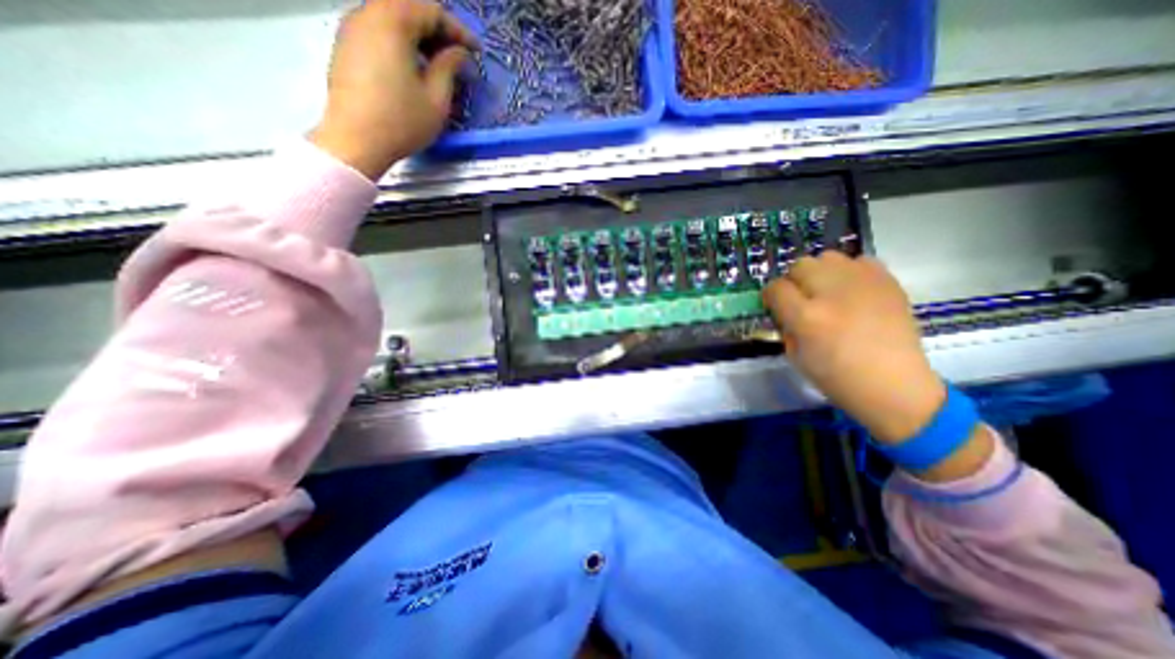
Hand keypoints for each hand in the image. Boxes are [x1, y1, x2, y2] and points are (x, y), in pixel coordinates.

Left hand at [313, 1, 481, 179]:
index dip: (459, 30)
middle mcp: (367, 14)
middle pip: (408, 7)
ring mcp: (351, 28)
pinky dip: (400, 42)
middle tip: (458, 56)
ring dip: (418, 35)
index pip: (431, 10)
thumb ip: (449, 68)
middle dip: (437, 30)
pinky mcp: (346, 46)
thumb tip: (458, 54)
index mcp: (392, 22)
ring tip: (438, 63)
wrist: (356, 140)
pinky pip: (378, 31)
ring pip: (391, 18)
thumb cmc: (401, 121)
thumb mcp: (436, 99)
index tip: (476, 52)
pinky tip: (413, 67)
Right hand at [763, 249, 941, 441]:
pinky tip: (852, 290)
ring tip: (827, 292)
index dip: (771, 296)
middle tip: (801, 299)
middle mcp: (832, 293)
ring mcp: (863, 284)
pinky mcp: (887, 282)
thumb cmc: (836, 377)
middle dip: (794, 281)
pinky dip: (849, 271)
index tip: (774, 304)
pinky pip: (859, 261)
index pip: (776, 288)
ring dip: (820, 273)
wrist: (893, 386)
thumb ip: (785, 324)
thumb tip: (782, 307)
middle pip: (800, 265)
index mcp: (807, 317)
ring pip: (827, 257)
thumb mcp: (794, 355)